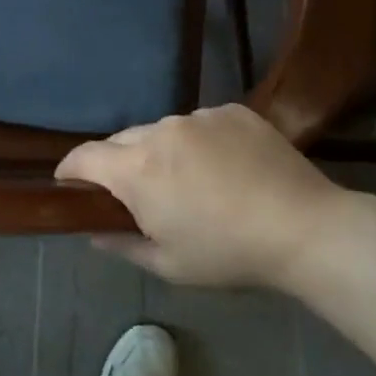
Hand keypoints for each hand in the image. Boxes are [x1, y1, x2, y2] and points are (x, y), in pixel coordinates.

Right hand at [56, 104, 349, 289]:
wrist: (305, 228)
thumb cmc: (228, 253)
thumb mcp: (169, 264)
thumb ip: (122, 245)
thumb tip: (94, 232)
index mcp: (137, 170)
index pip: (84, 157)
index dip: (70, 170)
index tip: (69, 184)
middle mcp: (160, 131)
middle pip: (121, 140)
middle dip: (118, 164)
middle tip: (137, 193)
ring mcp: (199, 116)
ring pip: (162, 129)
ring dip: (161, 150)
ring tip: (189, 180)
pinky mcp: (232, 110)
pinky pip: (199, 123)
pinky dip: (198, 141)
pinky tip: (225, 167)